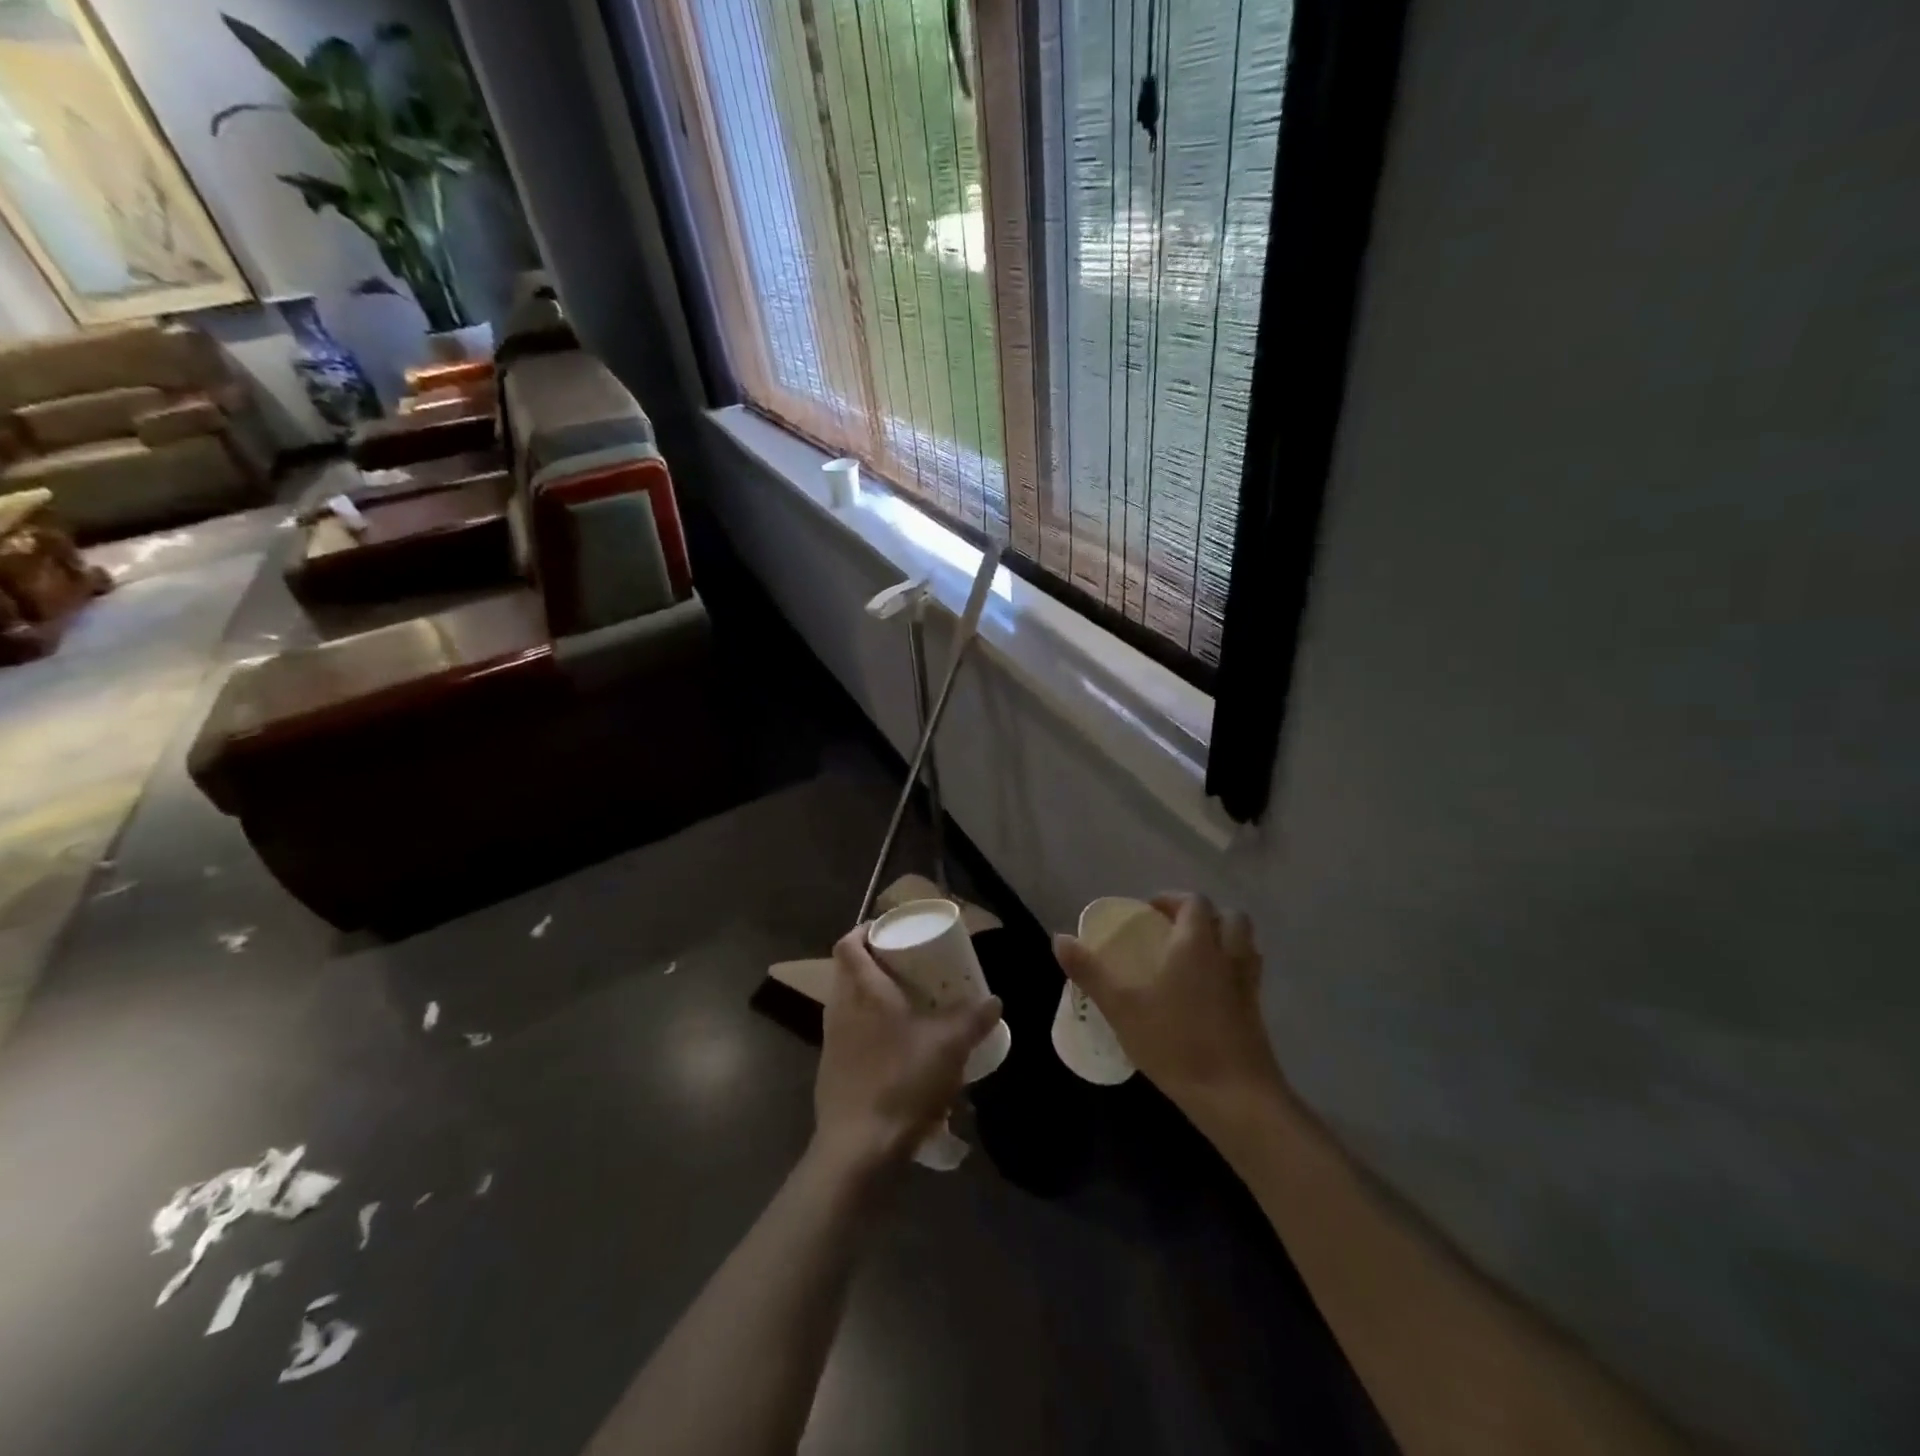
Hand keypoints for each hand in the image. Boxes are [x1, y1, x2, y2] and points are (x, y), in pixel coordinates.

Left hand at [811, 928, 1003, 1181]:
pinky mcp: (831, 1069)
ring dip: (872, 996)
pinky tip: (895, 1047)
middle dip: (875, 962)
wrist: (858, 1149)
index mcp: (864, 991)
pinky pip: (849, 1033)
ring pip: (849, 1002)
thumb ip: (974, 1019)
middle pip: (848, 970)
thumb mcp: (949, 1047)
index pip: (849, 943)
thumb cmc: (902, 1082)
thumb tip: (994, 1000)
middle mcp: (841, 1009)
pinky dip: (869, 1028)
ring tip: (906, 1003)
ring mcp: (832, 1041)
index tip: (889, 930)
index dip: (865, 929)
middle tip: (907, 965)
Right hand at [1054, 894, 1285, 1128]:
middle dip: (1205, 917)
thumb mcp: (1122, 1007)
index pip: (1195, 902)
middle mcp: (1228, 956)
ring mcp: (1248, 985)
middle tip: (1174, 933)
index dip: (1173, 899)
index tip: (1149, 913)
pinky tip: (1205, 996)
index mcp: (1197, 944)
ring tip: (1192, 960)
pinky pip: (1247, 976)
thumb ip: (1090, 972)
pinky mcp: (1257, 1014)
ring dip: (1223, 942)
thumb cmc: (1176, 1043)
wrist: (1236, 1098)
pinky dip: (1230, 973)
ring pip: (1245, 946)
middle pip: (1230, 917)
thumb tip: (1059, 938)